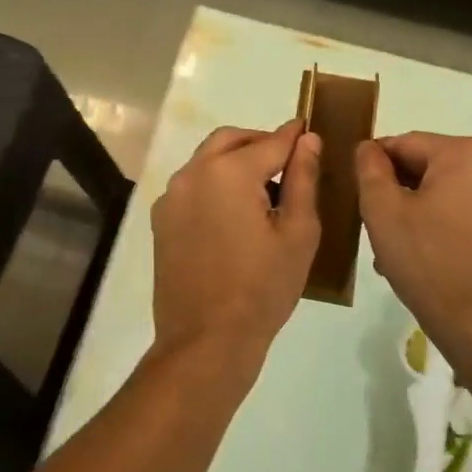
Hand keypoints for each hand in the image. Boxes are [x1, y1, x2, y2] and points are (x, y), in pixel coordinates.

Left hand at [150, 121, 321, 374]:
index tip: (309, 130)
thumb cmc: (262, 288)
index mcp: (229, 172)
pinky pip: (192, 185)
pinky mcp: (162, 220)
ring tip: (263, 190)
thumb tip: (308, 139)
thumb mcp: (297, 233)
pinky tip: (234, 213)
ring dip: (235, 161)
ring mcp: (172, 196)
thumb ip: (303, 178)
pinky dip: (215, 183)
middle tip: (288, 160)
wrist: (206, 341)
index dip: (294, 136)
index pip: (270, 142)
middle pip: (231, 140)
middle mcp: (193, 173)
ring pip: (207, 160)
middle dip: (260, 142)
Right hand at [355, 133, 471, 363]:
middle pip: (433, 168)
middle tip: (378, 228)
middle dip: (403, 193)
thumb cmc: (429, 262)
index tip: (360, 193)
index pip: (406, 144)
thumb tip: (368, 148)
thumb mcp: (382, 212)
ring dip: (425, 213)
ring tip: (402, 250)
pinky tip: (433, 259)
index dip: (377, 166)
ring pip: (454, 194)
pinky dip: (451, 228)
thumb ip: (370, 170)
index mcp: (467, 153)